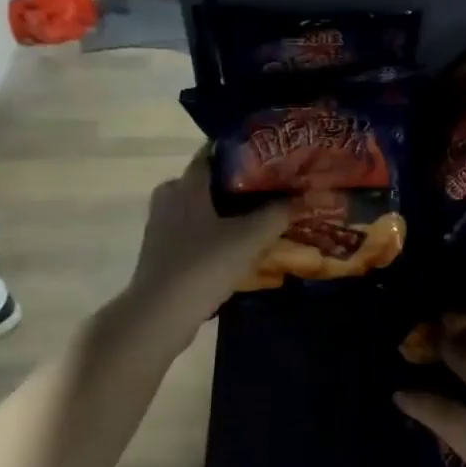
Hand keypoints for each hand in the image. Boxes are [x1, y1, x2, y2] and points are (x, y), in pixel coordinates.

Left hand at [127, 149, 288, 331]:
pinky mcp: (162, 252)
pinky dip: (216, 233)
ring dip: (228, 212)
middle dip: (239, 184)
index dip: (242, 152)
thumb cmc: (203, 265)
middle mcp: (170, 197)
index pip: (213, 153)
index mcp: (186, 184)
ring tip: (260, 218)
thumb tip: (307, 197)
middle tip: (272, 190)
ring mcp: (162, 226)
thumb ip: (279, 214)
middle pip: (208, 181)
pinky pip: (194, 231)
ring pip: (201, 208)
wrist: (159, 314)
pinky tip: (238, 246)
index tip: (270, 157)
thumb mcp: (250, 238)